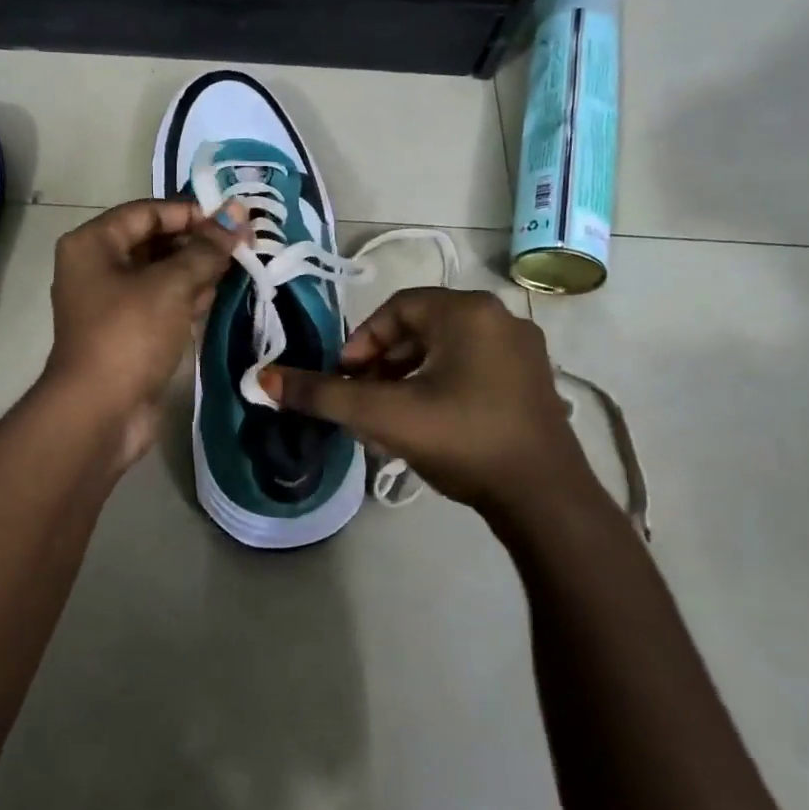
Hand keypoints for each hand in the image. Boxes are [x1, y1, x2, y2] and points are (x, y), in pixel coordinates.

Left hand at [43, 198, 244, 466]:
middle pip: (154, 241)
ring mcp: (112, 303)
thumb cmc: (130, 334)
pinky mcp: (128, 333)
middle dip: (198, 241)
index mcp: (93, 244)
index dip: (190, 212)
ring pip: (161, 274)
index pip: (147, 212)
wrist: (100, 412)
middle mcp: (97, 267)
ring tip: (240, 264)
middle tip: (244, 242)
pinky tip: (220, 293)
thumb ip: (206, 249)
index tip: (232, 219)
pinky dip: (188, 296)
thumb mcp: (171, 285)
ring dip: (198, 269)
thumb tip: (236, 216)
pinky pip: (162, 303)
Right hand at [260, 288, 601, 518]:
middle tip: (362, 400)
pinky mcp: (535, 384)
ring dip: (408, 378)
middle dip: (382, 364)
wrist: (545, 500)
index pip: (396, 309)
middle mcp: (500, 319)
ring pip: (446, 352)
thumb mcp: (383, 415)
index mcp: (468, 311)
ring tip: (389, 417)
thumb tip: (263, 379)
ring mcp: (524, 352)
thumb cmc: (462, 439)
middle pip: (421, 330)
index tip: (345, 380)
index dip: (361, 342)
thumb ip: (322, 395)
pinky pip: (472, 370)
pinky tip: (428, 426)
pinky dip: (440, 388)